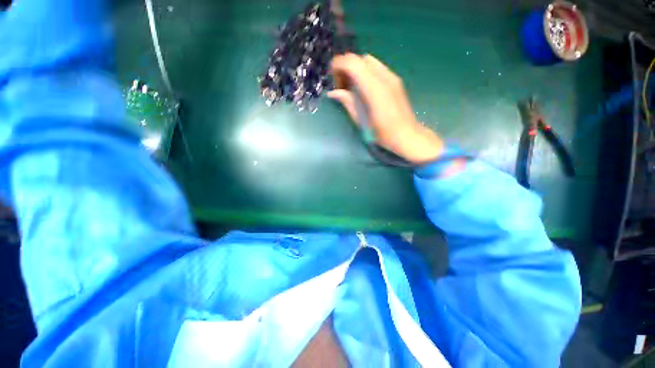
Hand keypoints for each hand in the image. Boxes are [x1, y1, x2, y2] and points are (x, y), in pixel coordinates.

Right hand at [328, 53, 444, 164]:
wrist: (408, 136)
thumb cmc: (384, 134)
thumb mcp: (362, 121)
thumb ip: (348, 103)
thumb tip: (333, 93)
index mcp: (374, 89)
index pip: (353, 63)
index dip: (338, 65)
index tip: (333, 80)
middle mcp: (384, 77)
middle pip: (360, 59)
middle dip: (346, 68)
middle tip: (342, 87)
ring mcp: (392, 77)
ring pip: (368, 61)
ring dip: (356, 70)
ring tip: (352, 89)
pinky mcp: (396, 80)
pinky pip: (376, 68)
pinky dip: (365, 73)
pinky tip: (364, 90)